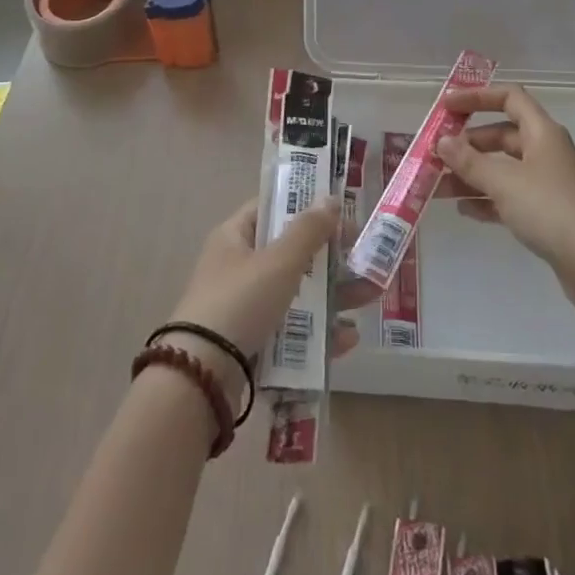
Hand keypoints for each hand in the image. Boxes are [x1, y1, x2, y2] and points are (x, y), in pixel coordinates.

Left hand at [164, 199, 373, 401]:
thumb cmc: (240, 301)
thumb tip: (330, 198)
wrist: (201, 376)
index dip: (304, 207)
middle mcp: (238, 268)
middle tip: (365, 257)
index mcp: (235, 237)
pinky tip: (349, 338)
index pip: (271, 209)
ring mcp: (245, 308)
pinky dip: (319, 332)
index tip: (340, 213)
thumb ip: (308, 230)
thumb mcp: (279, 261)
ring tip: (372, 295)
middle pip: (290, 254)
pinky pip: (292, 331)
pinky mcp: (253, 344)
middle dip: (330, 257)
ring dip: (334, 295)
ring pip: (297, 294)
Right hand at [435, 85, 574, 313]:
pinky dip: (487, 200)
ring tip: (438, 188)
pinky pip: (510, 197)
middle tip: (435, 156)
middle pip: (501, 136)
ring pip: (502, 169)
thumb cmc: (549, 210)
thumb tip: (443, 142)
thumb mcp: (503, 181)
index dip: (477, 97)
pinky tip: (463, 211)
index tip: (446, 107)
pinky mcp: (547, 213)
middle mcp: (546, 152)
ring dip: (471, 175)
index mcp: (542, 133)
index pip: (509, 97)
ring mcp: (548, 184)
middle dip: (467, 145)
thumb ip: (469, 161)